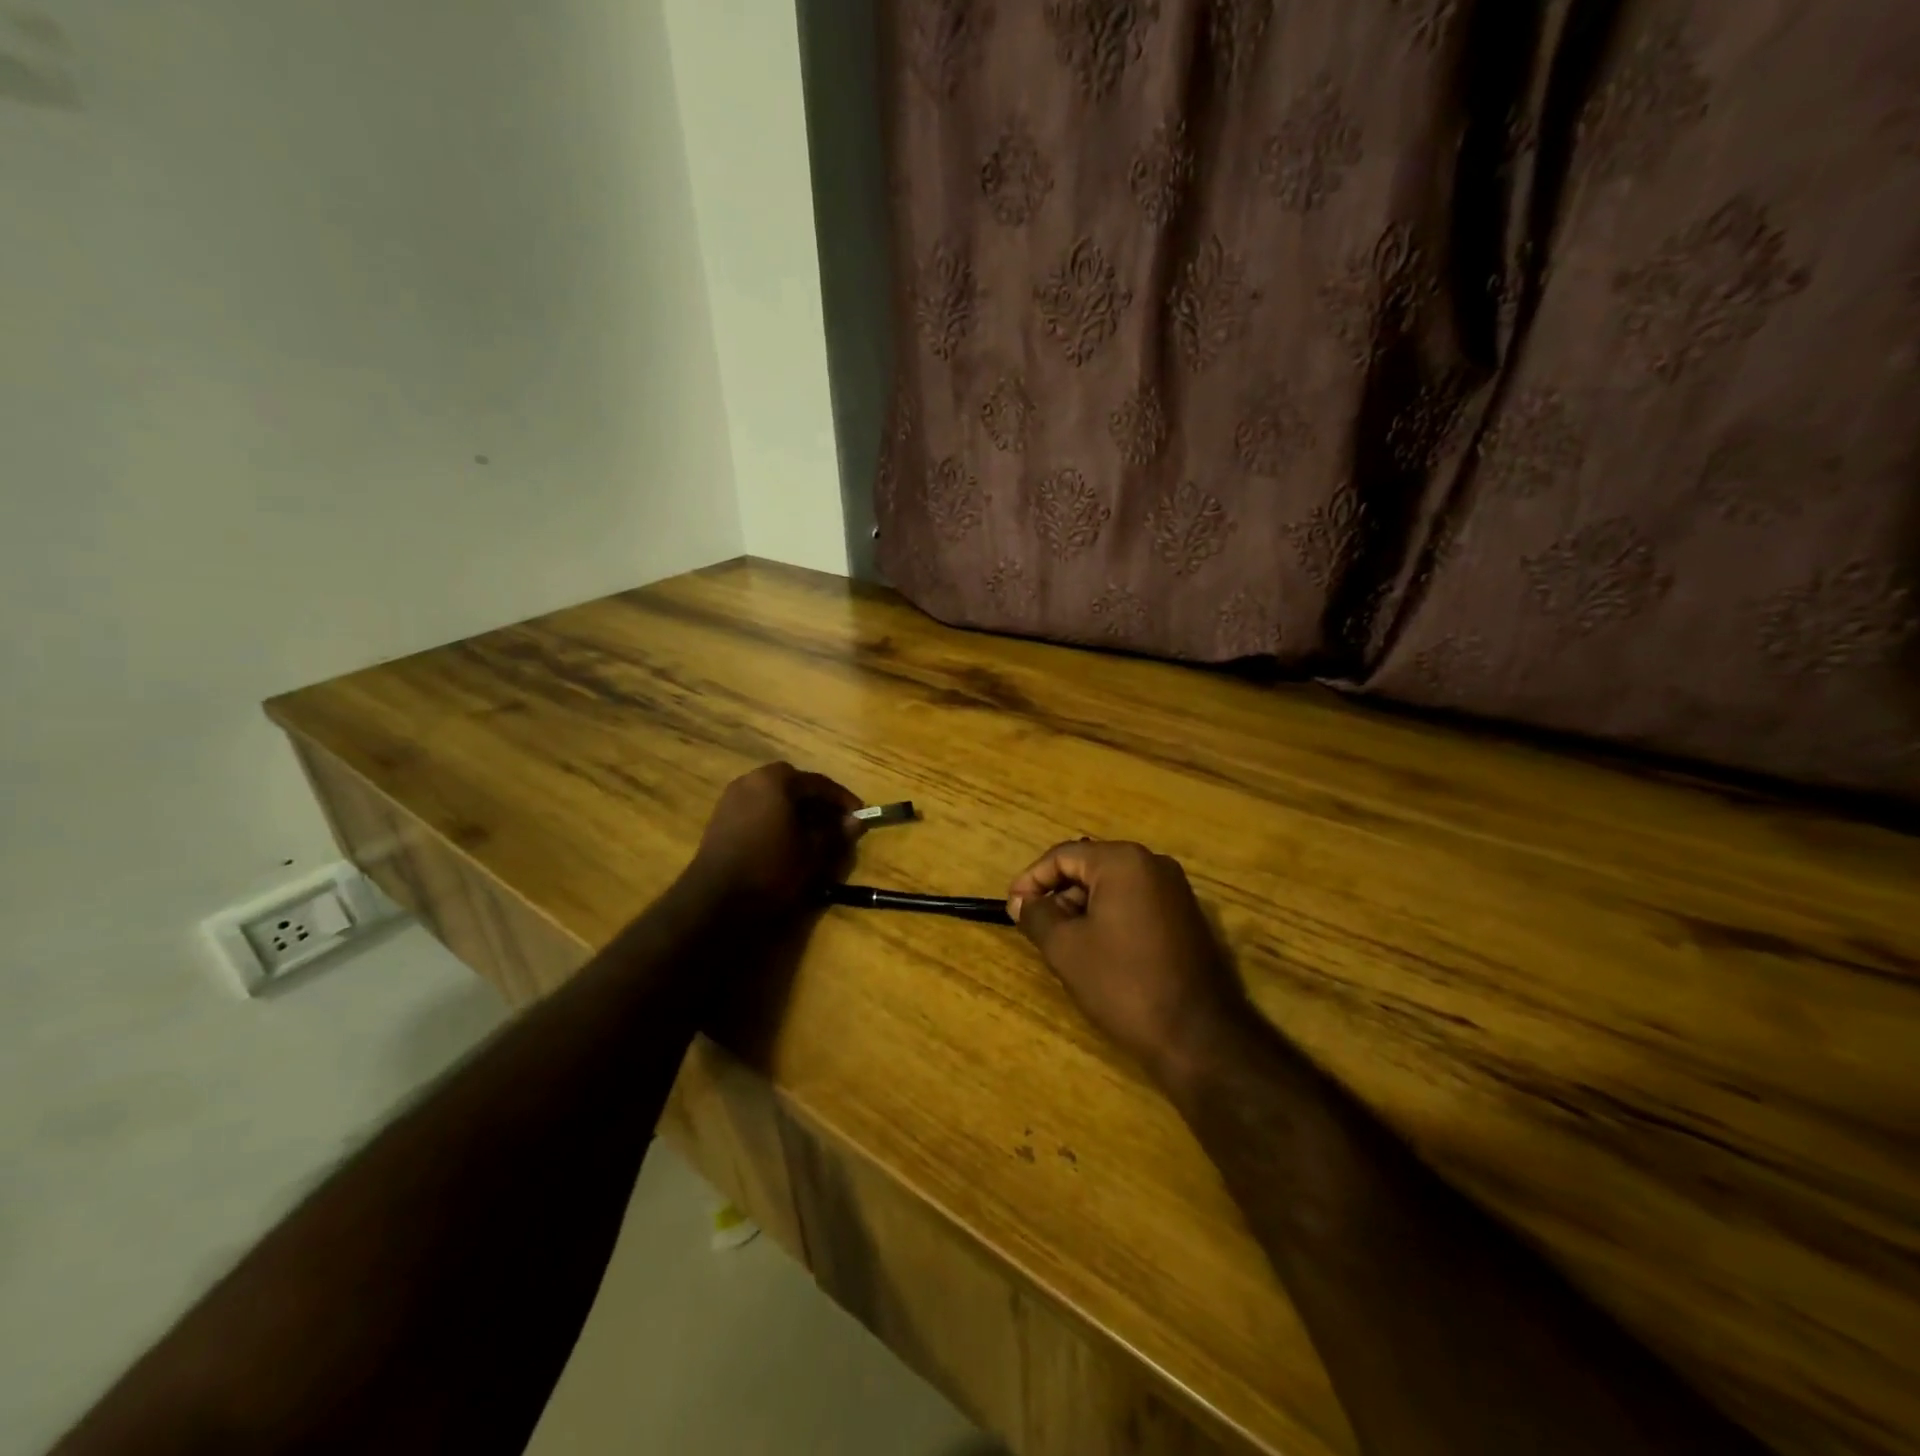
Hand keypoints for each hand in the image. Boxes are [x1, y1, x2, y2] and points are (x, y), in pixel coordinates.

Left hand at [687, 762, 863, 915]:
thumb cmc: (771, 869)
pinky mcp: (720, 819)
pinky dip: (775, 818)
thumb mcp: (813, 853)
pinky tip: (787, 839)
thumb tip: (856, 821)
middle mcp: (751, 780)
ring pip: (774, 797)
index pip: (818, 783)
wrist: (715, 901)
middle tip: (836, 822)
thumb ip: (837, 833)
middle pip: (794, 785)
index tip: (859, 814)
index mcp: (775, 781)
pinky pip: (757, 809)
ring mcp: (731, 798)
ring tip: (814, 832)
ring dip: (796, 810)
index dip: (842, 799)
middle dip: (817, 802)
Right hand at [1008, 841, 1248, 1090]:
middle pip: (1090, 867)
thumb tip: (1020, 901)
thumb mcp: (1066, 949)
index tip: (1012, 908)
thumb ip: (1037, 916)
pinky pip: (1135, 903)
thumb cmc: (1123, 983)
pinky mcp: (1185, 917)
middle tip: (1036, 928)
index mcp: (1123, 862)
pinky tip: (1096, 952)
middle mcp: (1153, 864)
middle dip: (1058, 895)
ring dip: (1082, 909)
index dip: (1032, 879)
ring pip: (1112, 887)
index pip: (1063, 855)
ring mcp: (1175, 890)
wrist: (1197, 1036)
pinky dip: (1109, 918)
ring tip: (1062, 944)